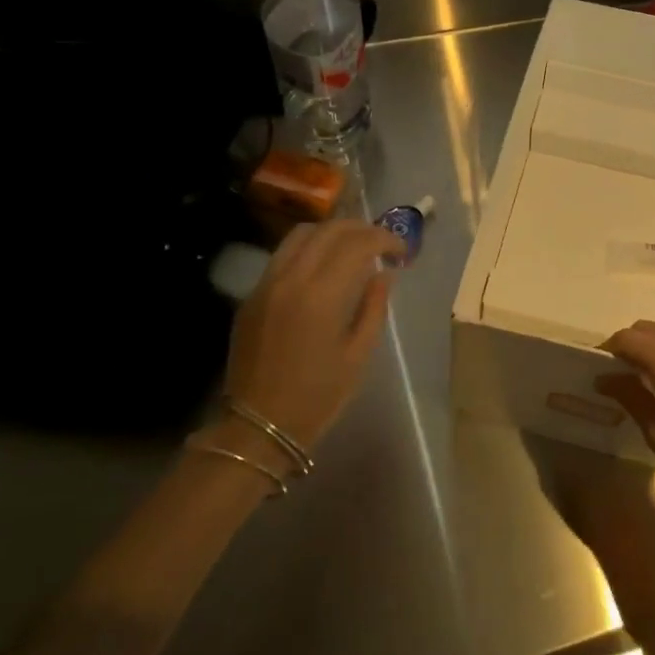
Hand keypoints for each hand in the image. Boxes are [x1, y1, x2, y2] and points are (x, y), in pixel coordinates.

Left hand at [222, 220, 402, 454]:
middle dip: (361, 228)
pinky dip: (309, 248)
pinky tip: (322, 267)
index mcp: (322, 295)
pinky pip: (283, 255)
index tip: (401, 250)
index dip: (385, 238)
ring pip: (301, 234)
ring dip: (332, 232)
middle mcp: (291, 278)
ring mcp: (266, 283)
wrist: (257, 425)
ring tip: (352, 247)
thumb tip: (384, 274)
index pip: (357, 243)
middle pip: (329, 229)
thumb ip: (374, 308)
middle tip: (382, 242)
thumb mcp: (358, 355)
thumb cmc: (317, 397)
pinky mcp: (252, 295)